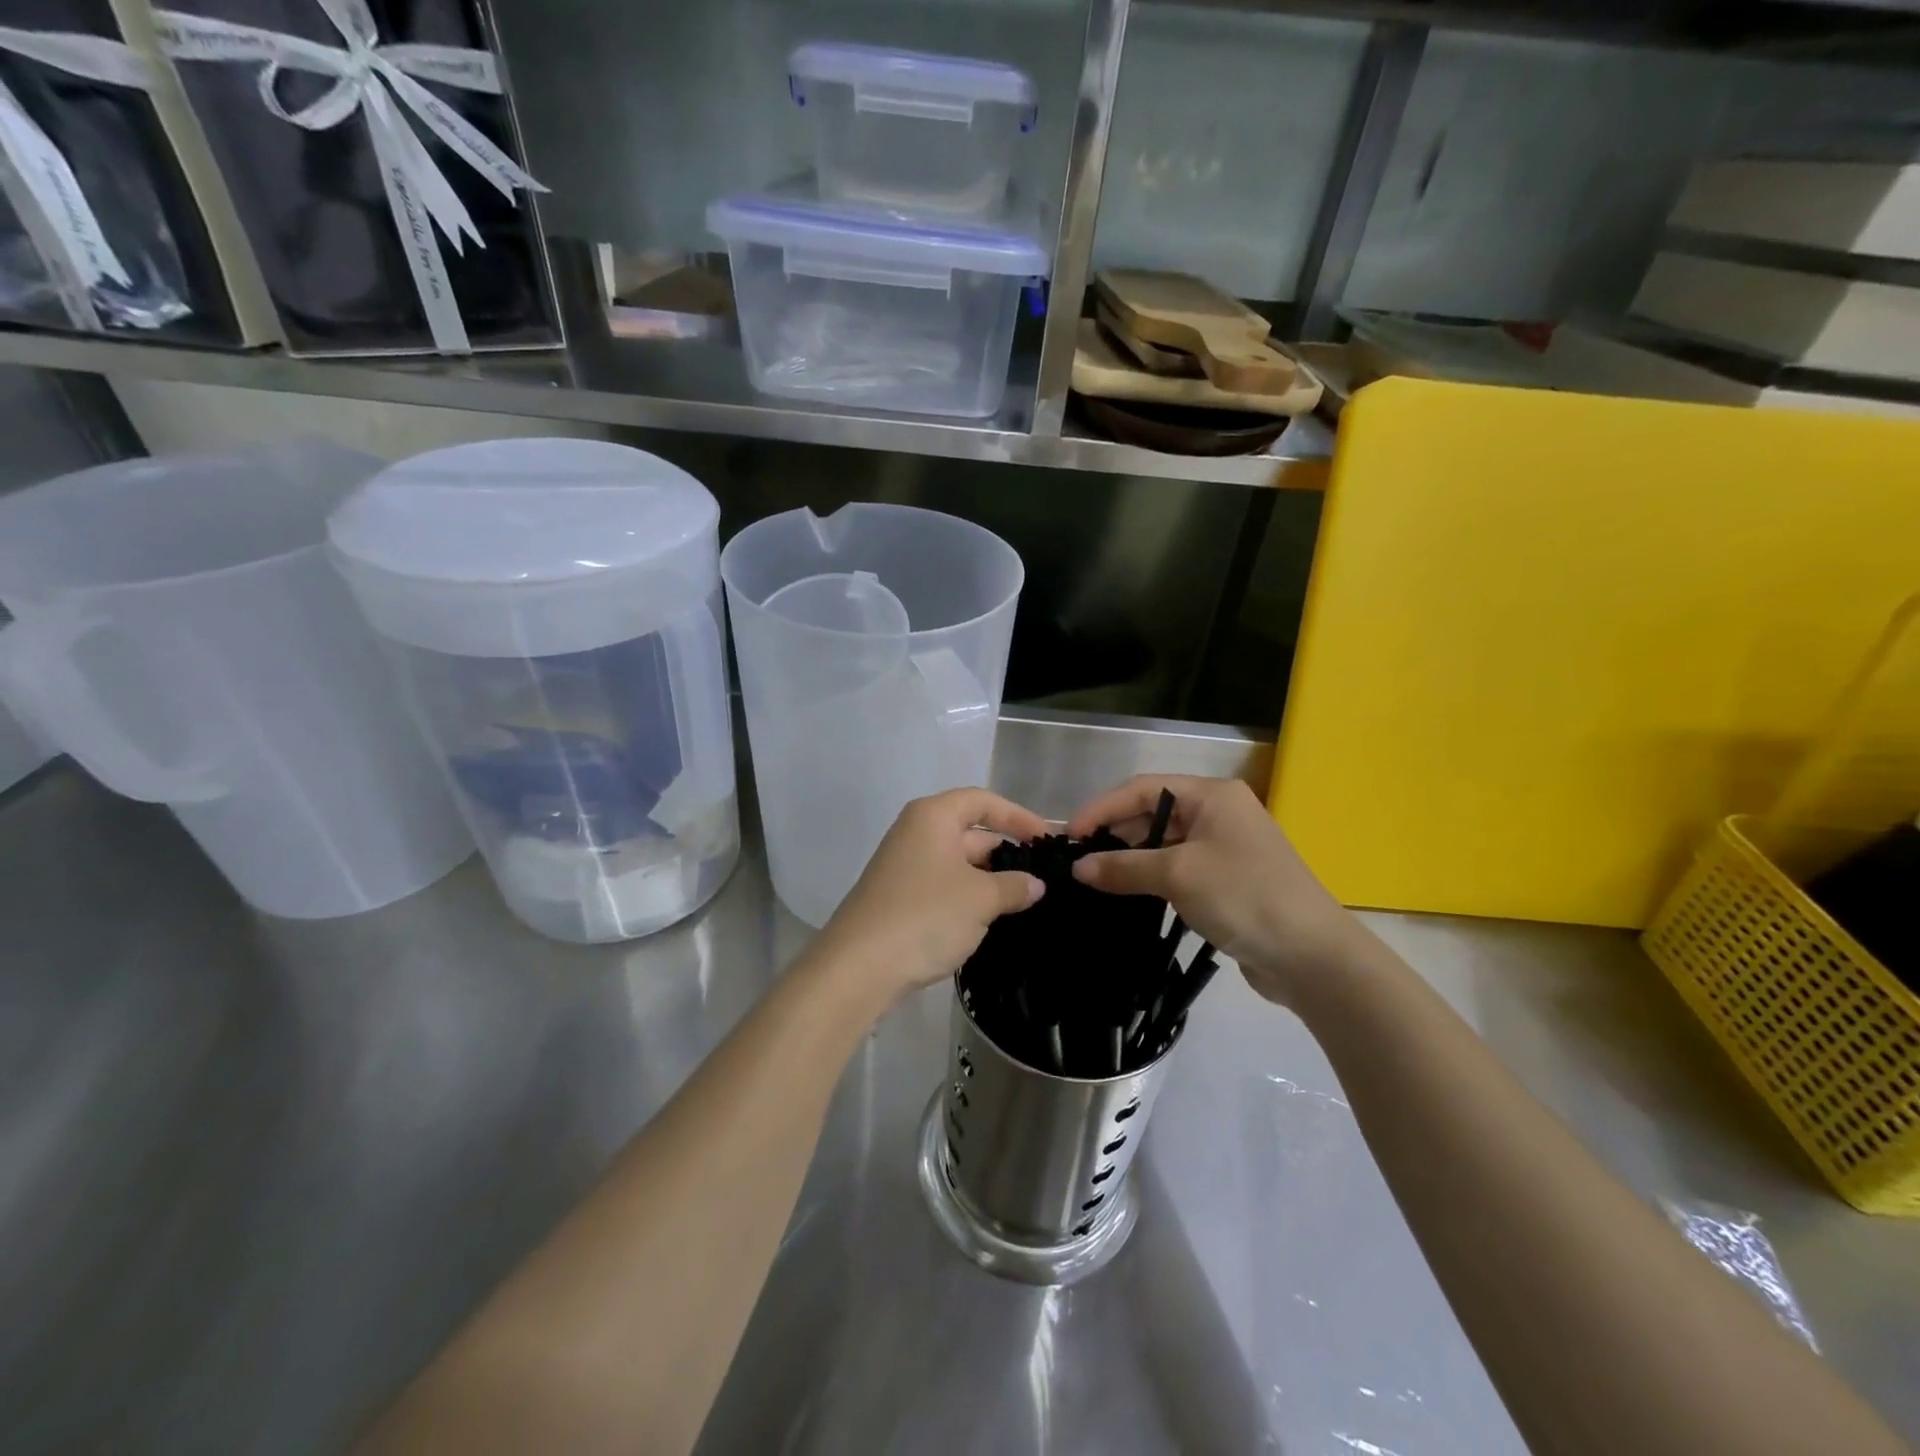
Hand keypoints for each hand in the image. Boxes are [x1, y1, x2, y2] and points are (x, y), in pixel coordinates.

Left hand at [809, 788, 1046, 1011]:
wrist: (859, 965)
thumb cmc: (926, 916)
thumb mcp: (981, 899)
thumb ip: (1014, 886)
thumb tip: (1036, 884)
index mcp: (933, 816)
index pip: (983, 801)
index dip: (1018, 816)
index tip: (1047, 839)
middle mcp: (916, 832)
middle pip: (971, 831)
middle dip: (1006, 852)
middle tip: (1043, 877)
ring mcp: (904, 865)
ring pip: (958, 862)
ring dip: (990, 878)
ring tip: (1025, 901)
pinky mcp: (899, 895)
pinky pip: (943, 885)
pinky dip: (969, 895)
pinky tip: (990, 918)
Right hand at [1067, 775, 1366, 1006]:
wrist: (1312, 956)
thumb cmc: (1244, 896)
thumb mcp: (1178, 876)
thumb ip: (1124, 867)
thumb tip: (1078, 868)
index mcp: (1212, 795)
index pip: (1142, 789)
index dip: (1102, 808)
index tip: (1069, 835)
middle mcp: (1218, 813)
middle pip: (1152, 814)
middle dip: (1114, 834)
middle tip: (1077, 860)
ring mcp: (1224, 848)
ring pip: (1163, 844)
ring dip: (1131, 859)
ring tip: (1093, 879)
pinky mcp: (1226, 880)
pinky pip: (1177, 869)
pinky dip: (1150, 878)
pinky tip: (1126, 894)